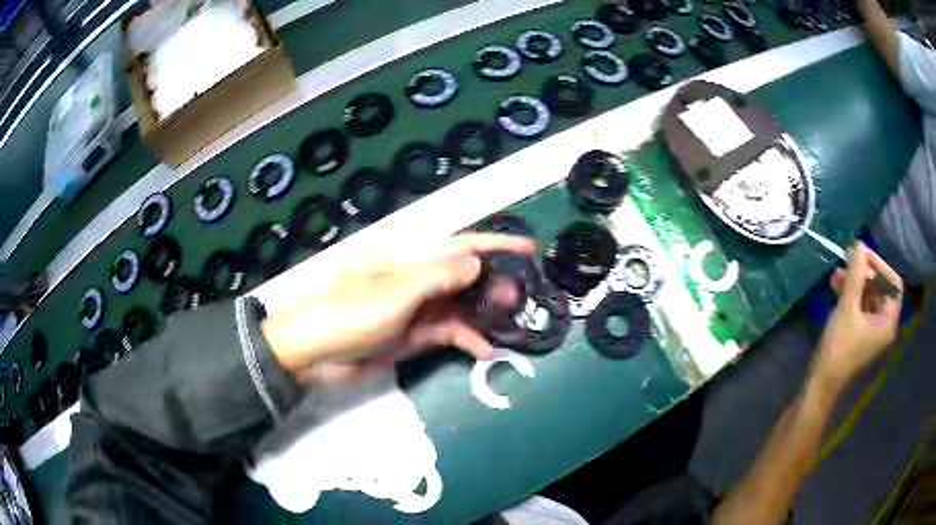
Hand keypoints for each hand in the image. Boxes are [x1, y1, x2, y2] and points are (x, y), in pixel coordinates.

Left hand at [261, 233, 535, 385]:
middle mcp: (417, 281)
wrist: (313, 353)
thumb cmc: (348, 315)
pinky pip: (446, 333)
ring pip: (460, 305)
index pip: (460, 245)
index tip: (528, 248)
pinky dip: (465, 339)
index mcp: (410, 261)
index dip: (495, 244)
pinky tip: (484, 350)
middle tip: (522, 296)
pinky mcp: (412, 336)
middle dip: (494, 282)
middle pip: (464, 276)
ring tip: (509, 322)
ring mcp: (415, 309)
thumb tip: (476, 261)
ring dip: (484, 312)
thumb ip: (437, 277)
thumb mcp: (394, 294)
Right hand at [815, 242, 902, 391]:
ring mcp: (873, 330)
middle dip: (863, 273)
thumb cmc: (839, 347)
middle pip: (880, 288)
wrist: (822, 381)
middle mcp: (884, 324)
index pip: (892, 283)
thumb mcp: (848, 307)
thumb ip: (856, 274)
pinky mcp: (862, 333)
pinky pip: (861, 306)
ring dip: (854, 283)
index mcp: (888, 321)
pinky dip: (851, 295)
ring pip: (869, 296)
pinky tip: (837, 288)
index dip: (880, 265)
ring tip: (836, 276)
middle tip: (847, 261)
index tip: (862, 254)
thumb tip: (859, 245)